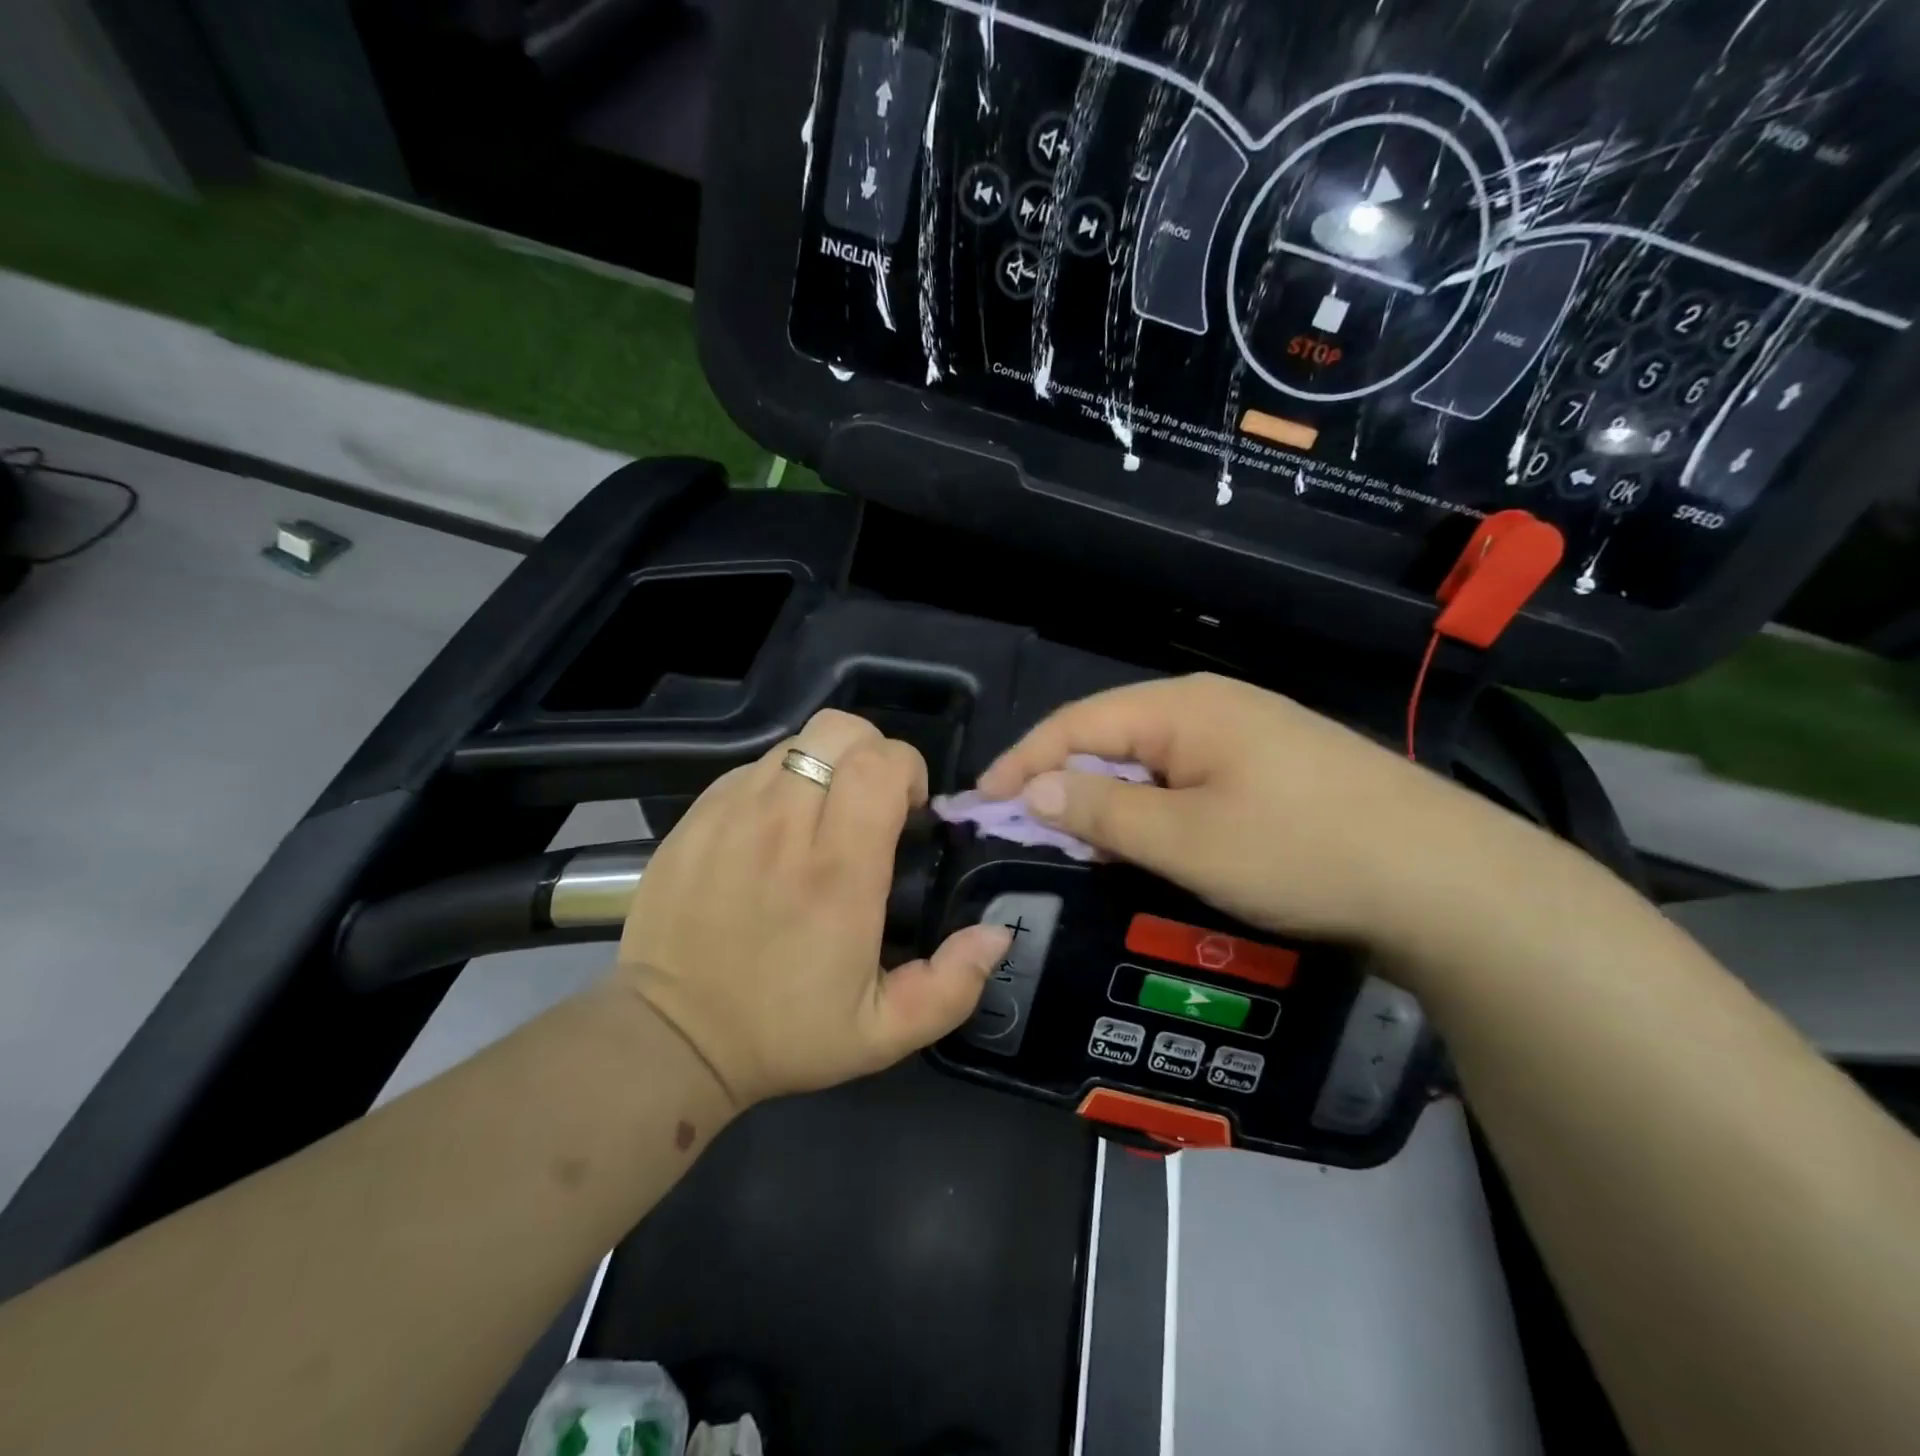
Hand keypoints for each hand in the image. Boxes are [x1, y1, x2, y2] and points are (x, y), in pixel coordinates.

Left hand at [617, 710, 1014, 1107]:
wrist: (668, 1037)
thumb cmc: (783, 1033)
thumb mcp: (884, 1034)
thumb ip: (952, 986)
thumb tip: (997, 933)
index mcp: (838, 871)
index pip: (880, 763)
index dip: (907, 770)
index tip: (907, 812)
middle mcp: (784, 826)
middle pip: (839, 731)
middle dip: (872, 753)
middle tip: (872, 803)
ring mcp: (732, 814)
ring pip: (796, 742)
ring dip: (826, 766)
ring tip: (824, 816)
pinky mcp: (696, 817)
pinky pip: (752, 768)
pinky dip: (779, 782)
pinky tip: (776, 830)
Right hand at [977, 673, 1537, 956]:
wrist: (1447, 881)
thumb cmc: (1302, 852)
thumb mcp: (1186, 839)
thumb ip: (1104, 810)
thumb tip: (1036, 789)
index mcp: (1183, 708)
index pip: (1076, 724)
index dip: (1023, 763)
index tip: (981, 804)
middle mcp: (1210, 707)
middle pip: (1110, 738)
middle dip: (1062, 782)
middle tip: (1023, 831)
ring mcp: (1246, 736)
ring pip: (1149, 762)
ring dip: (1107, 799)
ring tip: (1075, 842)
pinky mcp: (1271, 769)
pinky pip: (1186, 780)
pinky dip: (1151, 809)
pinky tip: (1145, 841)